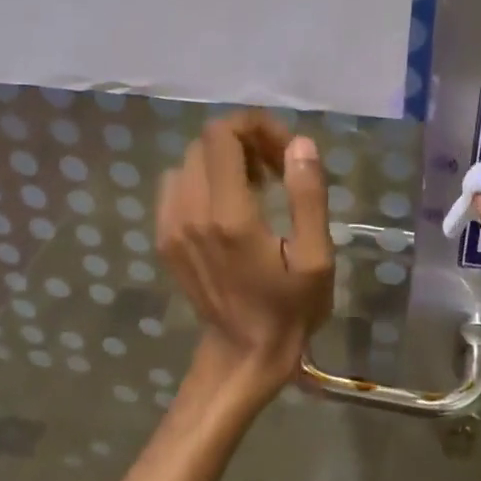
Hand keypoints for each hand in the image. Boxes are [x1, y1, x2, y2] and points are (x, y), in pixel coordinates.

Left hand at [157, 112, 333, 394]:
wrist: (243, 353)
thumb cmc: (289, 308)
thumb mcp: (316, 257)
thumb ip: (308, 196)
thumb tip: (299, 144)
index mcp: (229, 215)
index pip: (223, 135)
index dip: (256, 126)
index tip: (285, 150)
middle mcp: (191, 212)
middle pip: (206, 143)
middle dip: (245, 143)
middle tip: (278, 170)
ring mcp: (171, 226)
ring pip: (189, 161)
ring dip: (223, 161)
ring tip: (256, 188)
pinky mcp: (163, 238)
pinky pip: (176, 186)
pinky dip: (203, 181)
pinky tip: (228, 206)